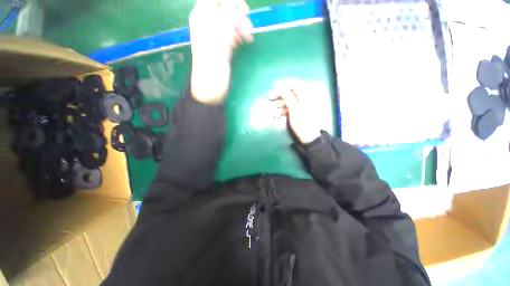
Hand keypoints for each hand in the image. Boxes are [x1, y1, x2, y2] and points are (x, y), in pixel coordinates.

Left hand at [189, 0, 252, 103]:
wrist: (211, 88)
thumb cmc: (212, 66)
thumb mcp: (218, 40)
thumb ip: (226, 18)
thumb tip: (233, 2)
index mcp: (201, 18)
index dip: (230, 1)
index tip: (242, 10)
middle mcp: (208, 24)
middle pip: (224, 7)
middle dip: (237, 13)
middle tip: (247, 25)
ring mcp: (216, 36)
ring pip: (230, 21)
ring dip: (242, 25)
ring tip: (248, 37)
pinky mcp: (223, 46)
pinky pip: (232, 33)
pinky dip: (240, 35)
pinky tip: (245, 41)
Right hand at [269, 80, 321, 143]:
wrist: (309, 137)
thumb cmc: (302, 122)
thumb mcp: (294, 108)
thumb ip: (286, 95)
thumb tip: (277, 84)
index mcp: (306, 94)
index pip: (294, 83)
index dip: (283, 84)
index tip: (273, 87)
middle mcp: (304, 97)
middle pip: (290, 91)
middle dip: (279, 94)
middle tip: (269, 96)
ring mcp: (301, 105)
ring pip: (289, 100)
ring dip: (280, 102)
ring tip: (272, 107)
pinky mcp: (298, 111)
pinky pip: (290, 107)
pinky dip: (283, 109)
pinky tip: (277, 113)